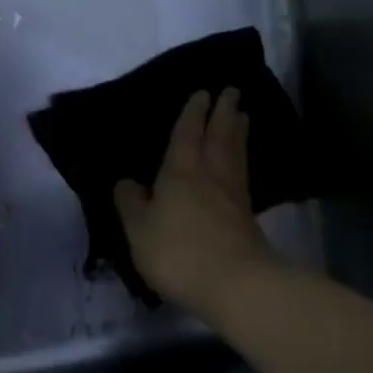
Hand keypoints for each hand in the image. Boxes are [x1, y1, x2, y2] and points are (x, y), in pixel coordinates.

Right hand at [113, 88, 278, 318]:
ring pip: (235, 152)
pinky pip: (243, 174)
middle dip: (224, 112)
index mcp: (181, 169)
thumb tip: (126, 182)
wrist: (234, 282)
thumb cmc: (178, 250)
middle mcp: (210, 173)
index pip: (188, 132)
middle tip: (232, 91)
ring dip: (238, 131)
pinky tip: (242, 162)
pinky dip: (242, 159)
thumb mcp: (139, 229)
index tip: (203, 92)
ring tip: (242, 116)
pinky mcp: (247, 216)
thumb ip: (130, 203)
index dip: (193, 112)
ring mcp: (232, 194)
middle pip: (219, 135)